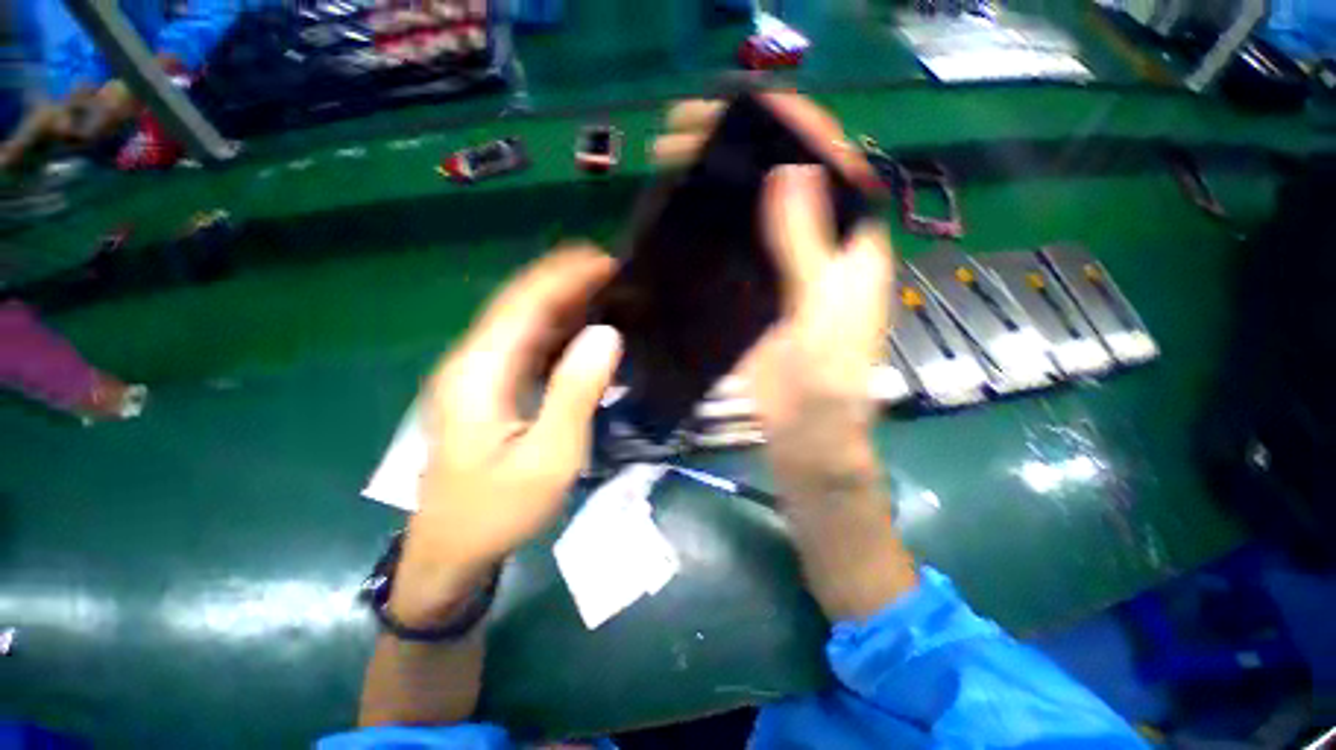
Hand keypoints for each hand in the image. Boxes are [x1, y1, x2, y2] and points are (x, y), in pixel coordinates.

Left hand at [391, 248, 621, 626]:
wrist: (451, 550)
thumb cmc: (499, 509)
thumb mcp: (549, 457)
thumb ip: (576, 392)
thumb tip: (606, 335)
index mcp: (479, 372)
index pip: (523, 304)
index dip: (564, 276)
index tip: (604, 261)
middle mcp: (470, 362)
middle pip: (519, 305)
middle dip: (564, 280)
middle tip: (611, 270)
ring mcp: (474, 374)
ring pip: (519, 322)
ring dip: (560, 301)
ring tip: (603, 290)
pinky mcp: (485, 388)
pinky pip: (522, 344)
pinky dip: (553, 328)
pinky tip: (579, 329)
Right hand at [653, 93, 892, 481]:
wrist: (806, 437)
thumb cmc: (825, 385)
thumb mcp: (822, 314)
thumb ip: (809, 250)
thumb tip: (790, 173)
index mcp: (851, 251)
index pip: (834, 168)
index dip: (799, 129)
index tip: (751, 103)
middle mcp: (821, 254)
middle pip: (789, 184)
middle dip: (747, 150)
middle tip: (692, 133)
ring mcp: (785, 276)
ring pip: (759, 216)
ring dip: (724, 187)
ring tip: (678, 165)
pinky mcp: (758, 300)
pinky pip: (738, 253)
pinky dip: (714, 231)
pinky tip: (685, 219)